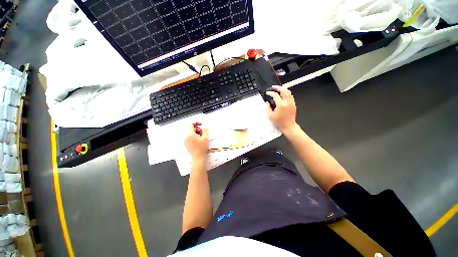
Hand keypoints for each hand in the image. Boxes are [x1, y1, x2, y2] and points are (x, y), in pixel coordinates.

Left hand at [185, 122, 208, 160]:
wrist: (198, 158)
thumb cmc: (202, 149)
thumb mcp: (205, 138)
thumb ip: (205, 129)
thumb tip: (203, 125)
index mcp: (190, 135)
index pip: (190, 124)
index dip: (196, 122)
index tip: (201, 124)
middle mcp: (186, 137)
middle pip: (191, 128)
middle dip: (197, 128)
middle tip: (203, 132)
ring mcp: (186, 140)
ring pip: (191, 132)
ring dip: (197, 132)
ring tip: (202, 137)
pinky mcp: (187, 143)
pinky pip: (190, 136)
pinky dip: (195, 136)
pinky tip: (199, 140)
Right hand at [265, 85, 296, 132]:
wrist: (289, 126)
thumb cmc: (279, 122)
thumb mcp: (270, 116)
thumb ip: (267, 108)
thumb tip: (266, 103)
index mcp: (281, 105)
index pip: (275, 95)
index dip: (270, 93)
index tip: (267, 93)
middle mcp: (287, 102)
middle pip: (283, 90)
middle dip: (277, 87)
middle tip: (273, 87)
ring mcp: (291, 103)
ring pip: (288, 92)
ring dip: (283, 89)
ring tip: (278, 89)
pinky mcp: (293, 104)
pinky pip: (291, 96)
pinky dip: (287, 93)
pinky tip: (283, 95)